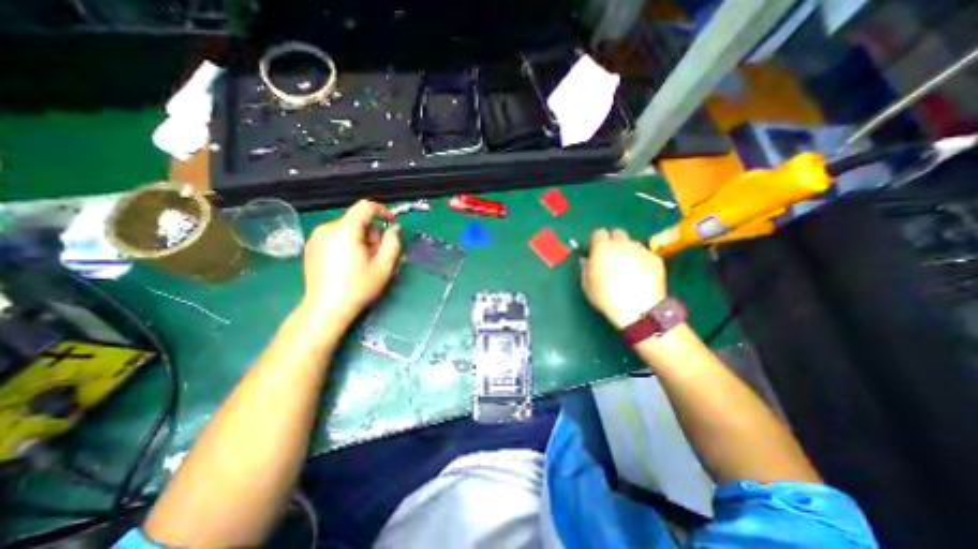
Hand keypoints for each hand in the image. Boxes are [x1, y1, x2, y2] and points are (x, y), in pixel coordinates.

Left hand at [302, 202, 400, 324]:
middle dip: (372, 234)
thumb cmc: (358, 287)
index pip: (365, 207)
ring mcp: (316, 238)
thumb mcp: (384, 266)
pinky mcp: (311, 247)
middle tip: (377, 255)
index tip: (393, 223)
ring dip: (360, 240)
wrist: (325, 309)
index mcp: (344, 230)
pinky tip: (349, 264)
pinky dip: (347, 244)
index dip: (382, 211)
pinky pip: (336, 237)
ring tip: (363, 262)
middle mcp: (326, 228)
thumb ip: (393, 242)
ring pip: (347, 229)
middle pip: (357, 220)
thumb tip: (394, 228)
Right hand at [584, 227, 668, 328]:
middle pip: (617, 233)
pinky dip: (642, 261)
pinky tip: (641, 275)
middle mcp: (622, 243)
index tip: (596, 251)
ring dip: (629, 251)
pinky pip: (646, 254)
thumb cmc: (606, 296)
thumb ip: (586, 268)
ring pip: (633, 243)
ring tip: (629, 268)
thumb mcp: (587, 284)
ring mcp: (641, 250)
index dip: (597, 241)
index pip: (598, 233)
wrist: (638, 308)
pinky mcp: (656, 258)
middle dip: (614, 242)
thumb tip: (587, 260)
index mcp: (602, 248)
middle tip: (612, 257)